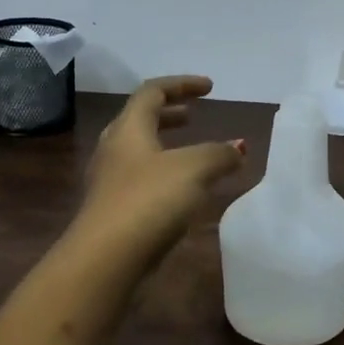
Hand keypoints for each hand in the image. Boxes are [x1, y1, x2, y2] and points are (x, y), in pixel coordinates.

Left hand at [80, 76, 247, 252]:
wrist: (105, 260)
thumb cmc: (149, 201)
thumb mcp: (194, 169)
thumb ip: (219, 154)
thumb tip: (238, 148)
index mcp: (129, 129)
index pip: (152, 92)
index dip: (182, 84)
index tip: (210, 88)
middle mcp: (114, 149)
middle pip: (140, 120)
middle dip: (169, 113)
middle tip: (194, 115)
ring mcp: (110, 182)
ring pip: (139, 152)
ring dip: (166, 145)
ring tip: (192, 152)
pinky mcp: (113, 211)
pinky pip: (141, 179)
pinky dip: (164, 174)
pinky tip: (183, 192)